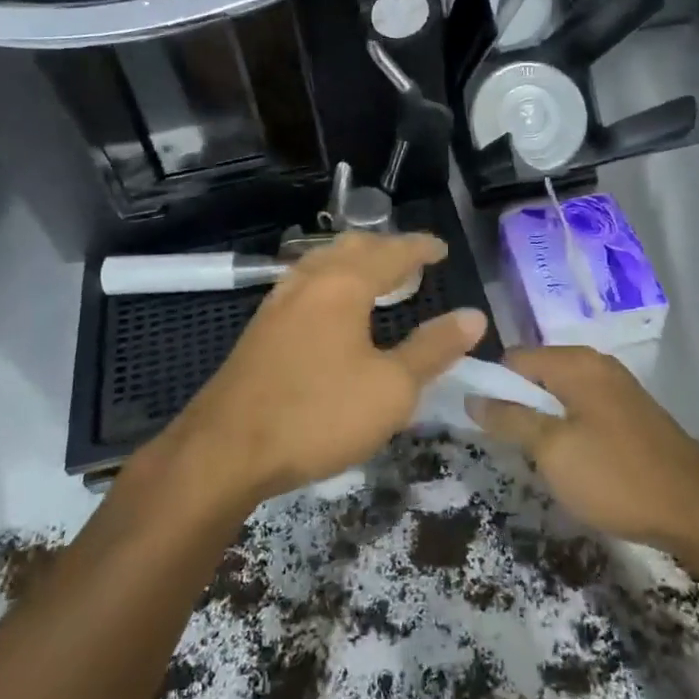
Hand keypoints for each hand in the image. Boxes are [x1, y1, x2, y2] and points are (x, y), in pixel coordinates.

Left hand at [171, 232, 487, 504]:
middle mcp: (309, 281)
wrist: (224, 450)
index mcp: (343, 284)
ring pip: (323, 263)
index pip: (391, 252)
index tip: (442, 249)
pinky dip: (331, 281)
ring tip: (376, 278)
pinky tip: (332, 309)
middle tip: (412, 261)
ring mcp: (278, 302)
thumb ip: (433, 349)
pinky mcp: (260, 328)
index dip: (420, 248)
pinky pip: (305, 285)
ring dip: (354, 262)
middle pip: (352, 248)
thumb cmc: (318, 414)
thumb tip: (474, 316)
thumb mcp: (391, 388)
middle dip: (386, 248)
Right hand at [468, 346, 698, 551]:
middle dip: (518, 405)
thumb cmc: (616, 476)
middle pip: (537, 373)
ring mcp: (617, 387)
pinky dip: (568, 429)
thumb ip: (509, 419)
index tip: (482, 423)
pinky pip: (583, 409)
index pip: (513, 358)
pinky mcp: (631, 413)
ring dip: (543, 421)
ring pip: (560, 394)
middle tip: (509, 446)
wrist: (697, 510)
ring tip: (539, 458)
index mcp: (576, 363)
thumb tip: (473, 397)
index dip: (492, 386)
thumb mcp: (552, 450)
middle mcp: (596, 364)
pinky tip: (572, 463)